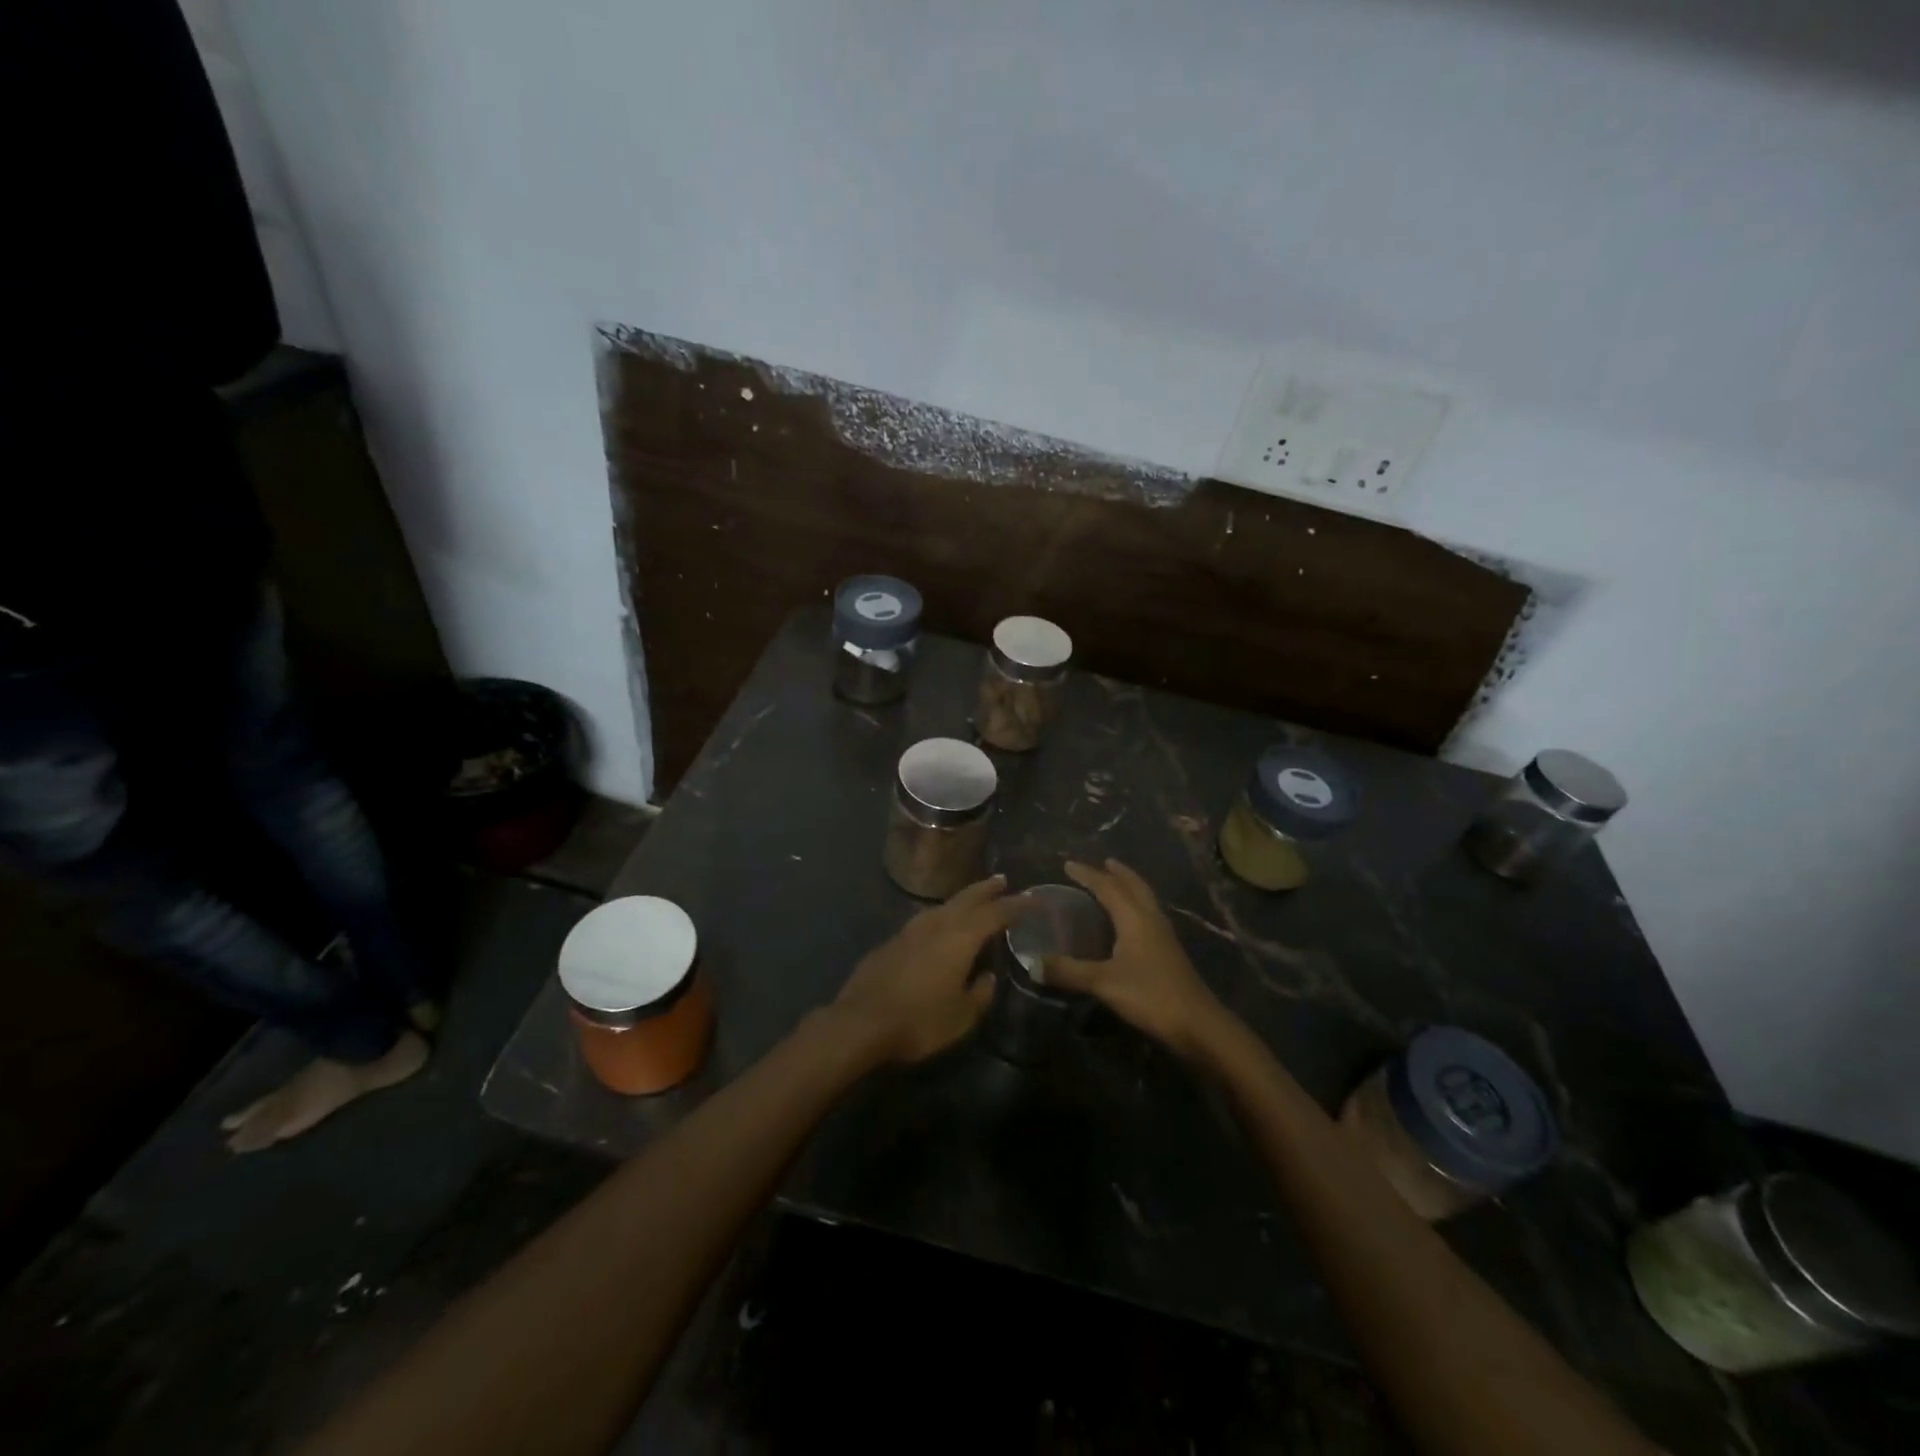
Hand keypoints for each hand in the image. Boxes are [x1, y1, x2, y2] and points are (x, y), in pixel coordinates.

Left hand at [833, 876, 1025, 1063]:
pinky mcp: (890, 943)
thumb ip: (979, 993)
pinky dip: (938, 916)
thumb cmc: (919, 1020)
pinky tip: (937, 925)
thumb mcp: (961, 1016)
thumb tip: (986, 977)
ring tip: (971, 899)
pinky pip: (923, 921)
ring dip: (960, 900)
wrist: (861, 1022)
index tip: (1032, 899)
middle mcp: (936, 925)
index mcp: (959, 938)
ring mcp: (909, 931)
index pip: (994, 914)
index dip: (1015, 906)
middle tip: (1002, 880)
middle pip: (966, 899)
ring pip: (941, 906)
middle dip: (986, 890)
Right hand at [1045, 859, 1227, 1059]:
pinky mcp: (1169, 952)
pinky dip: (1136, 907)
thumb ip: (1068, 971)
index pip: (1108, 887)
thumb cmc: (1150, 995)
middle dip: (1117, 873)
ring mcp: (1164, 935)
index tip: (1067, 865)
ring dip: (1130, 887)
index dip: (1087, 875)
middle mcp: (1151, 919)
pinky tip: (1130, 922)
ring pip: (1145, 899)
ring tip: (1116, 883)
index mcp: (1134, 918)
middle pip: (1134, 886)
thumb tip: (1033, 963)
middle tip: (1102, 863)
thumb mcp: (1103, 982)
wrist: (1198, 1024)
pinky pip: (1149, 916)